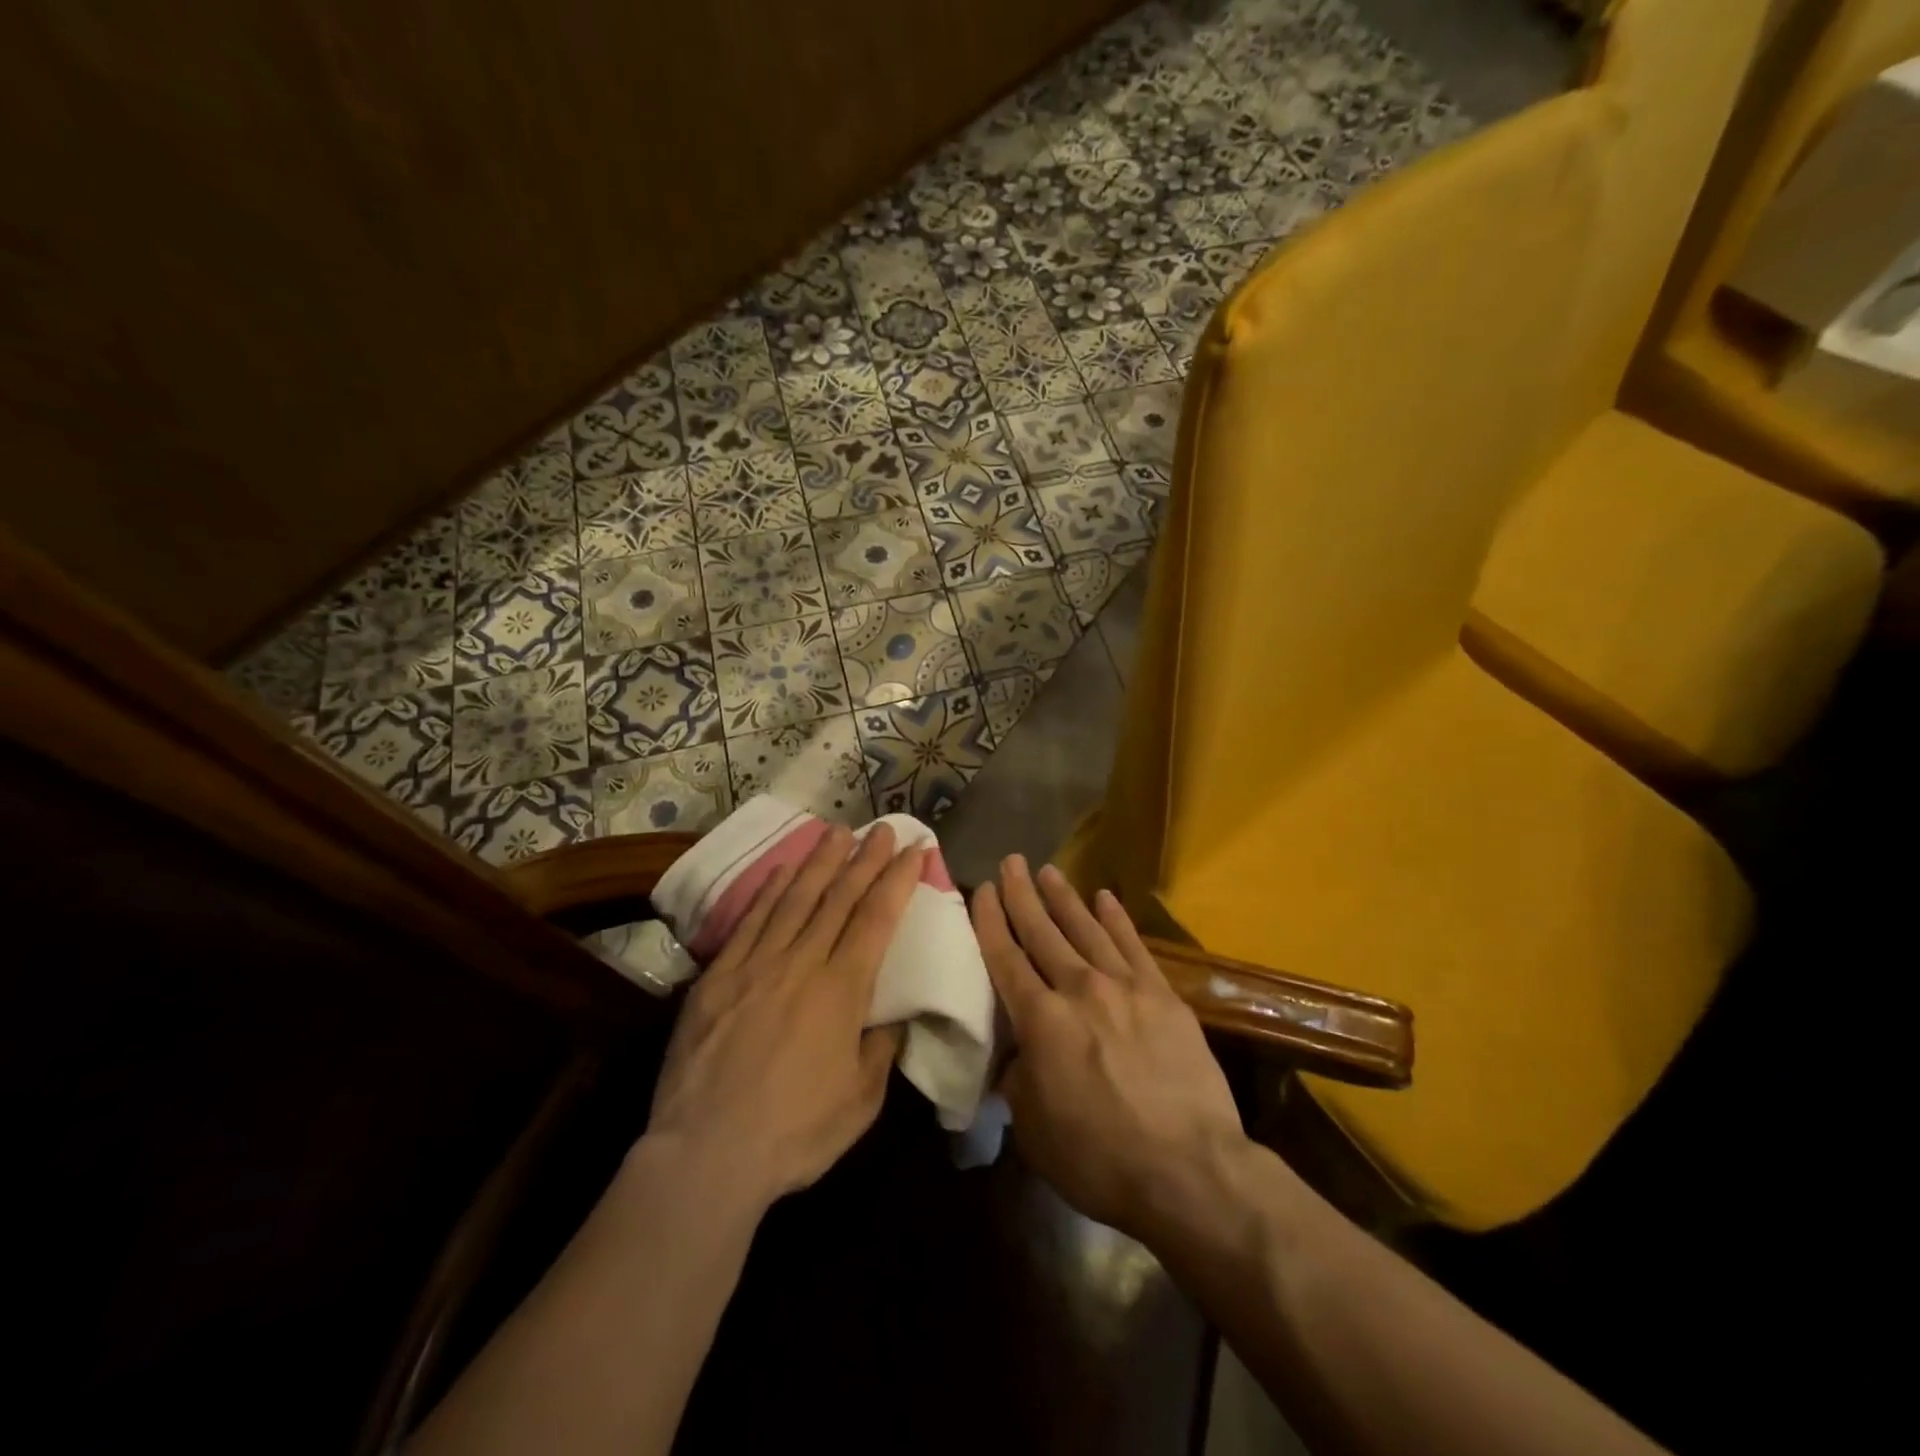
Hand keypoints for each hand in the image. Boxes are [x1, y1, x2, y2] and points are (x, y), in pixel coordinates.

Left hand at [645, 823, 920, 1209]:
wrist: (706, 1154)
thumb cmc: (795, 1133)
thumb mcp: (861, 1101)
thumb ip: (881, 1049)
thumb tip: (893, 1017)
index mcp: (842, 990)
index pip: (876, 918)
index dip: (896, 880)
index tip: (912, 850)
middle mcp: (802, 964)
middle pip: (838, 898)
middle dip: (864, 859)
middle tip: (881, 827)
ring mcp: (755, 965)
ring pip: (794, 899)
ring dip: (819, 862)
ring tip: (837, 831)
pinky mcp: (718, 977)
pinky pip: (750, 922)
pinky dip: (768, 892)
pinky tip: (781, 871)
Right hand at [973, 856, 1244, 1242]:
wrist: (1189, 1170)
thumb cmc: (1100, 1160)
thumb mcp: (1034, 1129)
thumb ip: (1018, 1081)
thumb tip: (1016, 1057)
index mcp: (1040, 1021)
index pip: (1006, 958)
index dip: (991, 921)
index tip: (983, 890)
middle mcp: (1079, 989)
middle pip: (1043, 932)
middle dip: (1023, 895)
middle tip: (1012, 862)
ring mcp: (1124, 987)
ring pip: (1086, 929)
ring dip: (1065, 898)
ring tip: (1049, 871)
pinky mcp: (1163, 994)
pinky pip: (1134, 945)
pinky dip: (1116, 919)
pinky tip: (1105, 898)